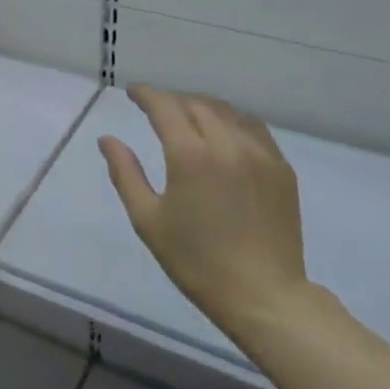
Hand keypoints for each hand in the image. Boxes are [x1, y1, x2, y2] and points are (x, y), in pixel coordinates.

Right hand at [99, 85, 312, 346]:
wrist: (263, 296)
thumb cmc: (196, 261)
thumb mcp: (148, 220)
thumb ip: (125, 173)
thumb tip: (108, 140)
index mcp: (190, 155)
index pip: (164, 107)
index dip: (146, 94)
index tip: (132, 92)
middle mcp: (226, 144)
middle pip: (196, 105)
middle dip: (172, 100)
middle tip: (156, 108)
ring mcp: (259, 154)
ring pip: (227, 112)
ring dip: (202, 107)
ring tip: (188, 116)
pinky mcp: (281, 168)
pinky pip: (254, 129)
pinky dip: (232, 121)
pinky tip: (225, 133)